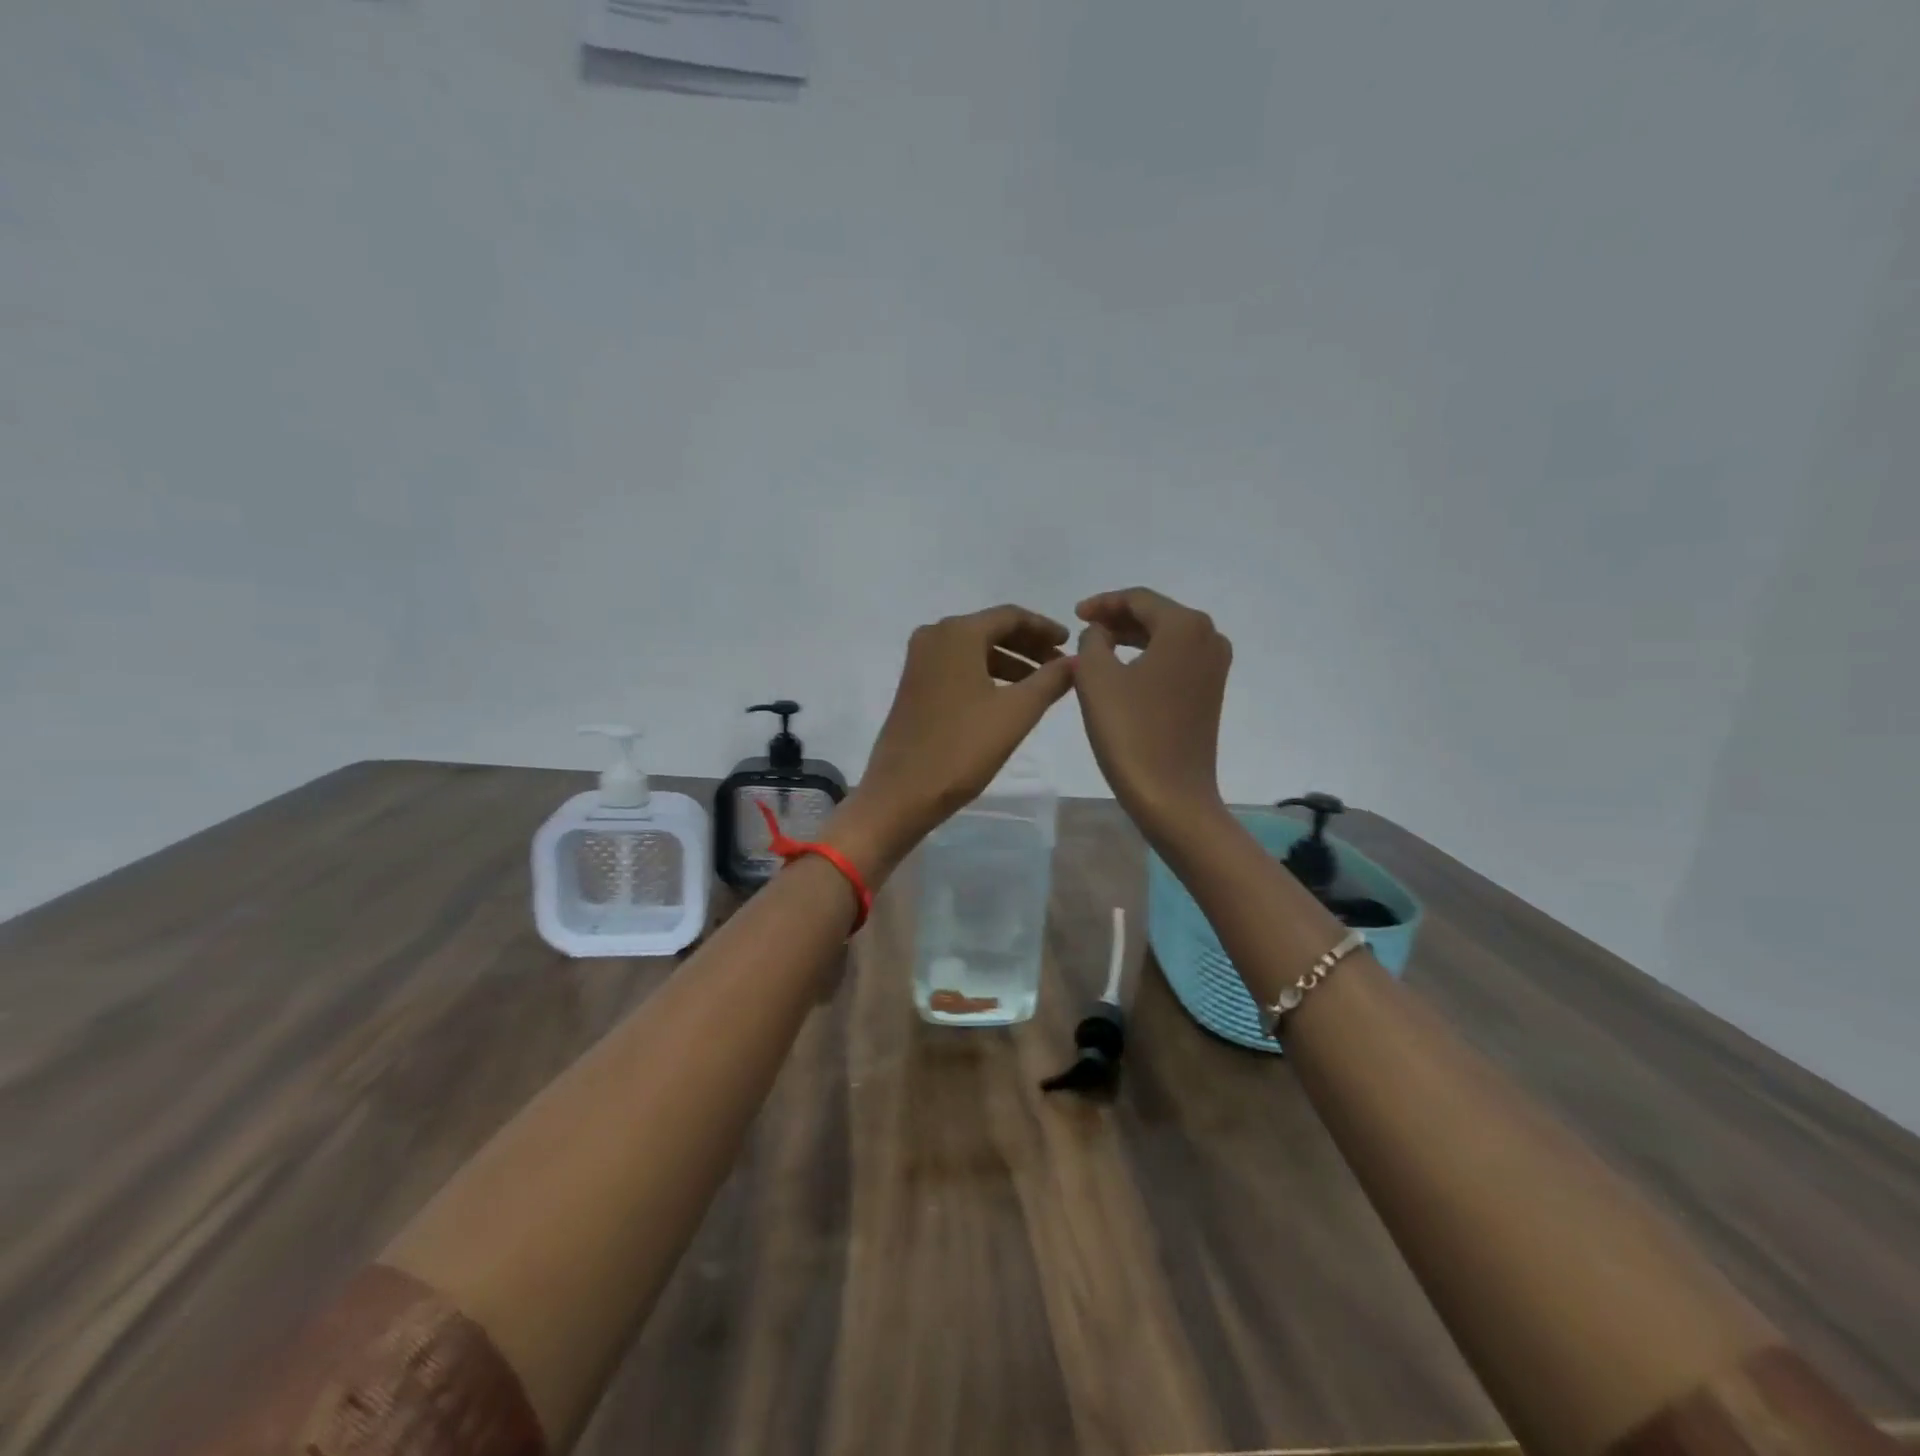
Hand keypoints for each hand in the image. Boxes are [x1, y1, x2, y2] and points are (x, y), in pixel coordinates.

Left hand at [829, 605, 1073, 877]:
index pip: (1010, 616)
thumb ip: (1051, 680)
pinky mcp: (914, 685)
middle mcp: (934, 636)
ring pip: (974, 649)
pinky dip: (987, 674)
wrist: (902, 791)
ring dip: (1009, 661)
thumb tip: (1076, 661)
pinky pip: (958, 667)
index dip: (1044, 627)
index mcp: (957, 633)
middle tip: (1060, 664)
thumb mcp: (1016, 712)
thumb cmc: (962, 748)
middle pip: (991, 629)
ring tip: (1041, 684)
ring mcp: (919, 661)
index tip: (1070, 643)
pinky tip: (1008, 697)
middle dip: (1028, 644)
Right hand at [1073, 588, 1232, 847]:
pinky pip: (1175, 660)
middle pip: (1156, 615)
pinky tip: (1122, 672)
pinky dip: (1147, 658)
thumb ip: (1092, 640)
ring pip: (1166, 638)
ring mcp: (1214, 667)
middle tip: (1083, 629)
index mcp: (1185, 626)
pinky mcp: (1211, 692)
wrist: (1172, 794)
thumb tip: (1100, 632)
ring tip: (1097, 648)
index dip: (1103, 602)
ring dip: (1131, 638)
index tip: (1074, 614)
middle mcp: (1209, 637)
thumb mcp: (1095, 677)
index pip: (1139, 599)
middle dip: (1118, 619)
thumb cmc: (1130, 731)